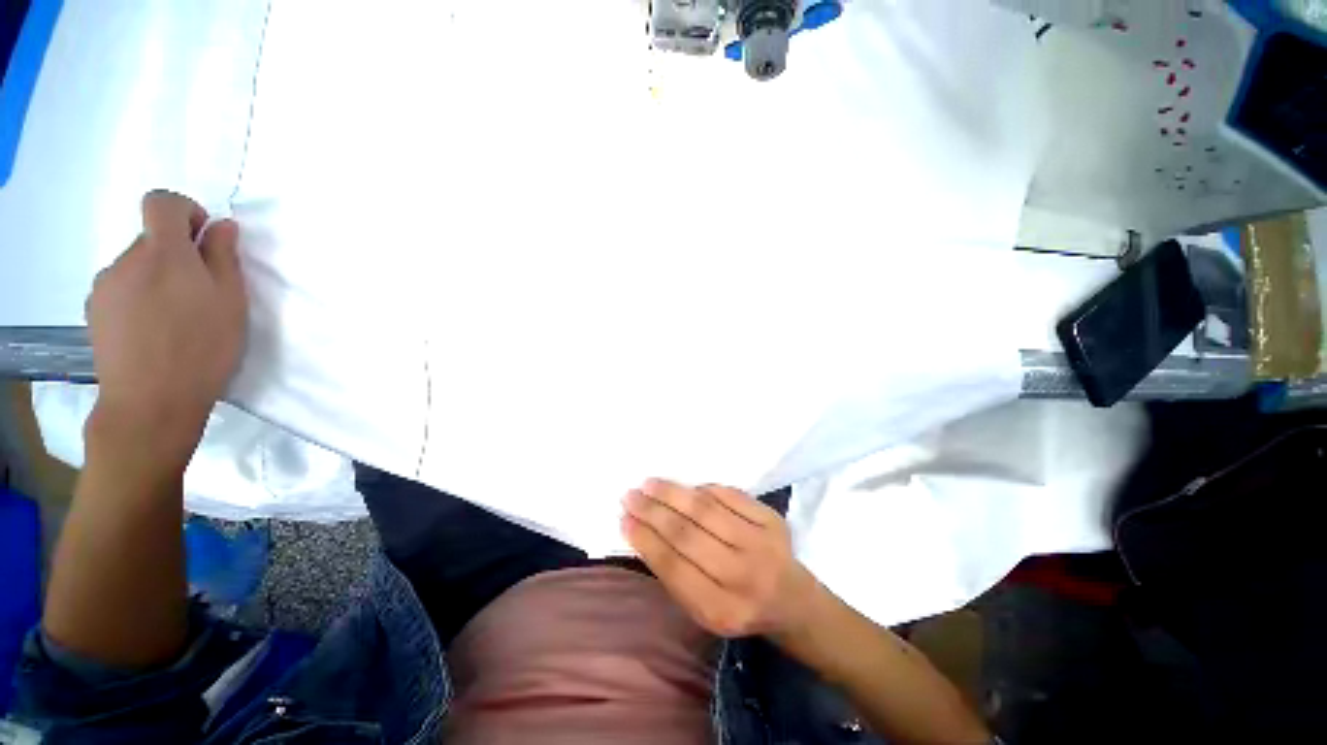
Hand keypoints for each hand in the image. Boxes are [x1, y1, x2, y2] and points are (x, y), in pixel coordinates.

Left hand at [85, 191, 247, 469]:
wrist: (150, 402)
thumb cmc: (203, 348)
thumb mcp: (231, 302)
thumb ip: (223, 257)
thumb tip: (220, 226)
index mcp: (164, 253)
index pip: (161, 203)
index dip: (184, 210)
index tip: (201, 237)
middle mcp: (127, 259)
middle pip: (150, 240)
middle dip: (175, 256)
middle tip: (197, 294)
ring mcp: (104, 285)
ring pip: (134, 267)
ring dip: (155, 279)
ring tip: (173, 318)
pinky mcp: (93, 310)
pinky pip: (119, 289)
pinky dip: (137, 298)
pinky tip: (151, 330)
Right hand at [622, 479, 820, 638]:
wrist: (792, 600)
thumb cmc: (740, 607)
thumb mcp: (704, 609)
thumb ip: (675, 574)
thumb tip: (643, 529)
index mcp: (722, 610)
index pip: (673, 567)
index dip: (646, 540)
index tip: (624, 519)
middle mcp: (743, 576)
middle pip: (687, 534)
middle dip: (652, 511)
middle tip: (630, 495)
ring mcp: (761, 543)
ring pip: (706, 509)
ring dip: (673, 493)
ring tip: (650, 483)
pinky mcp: (772, 519)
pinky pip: (729, 495)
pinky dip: (704, 489)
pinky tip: (686, 488)